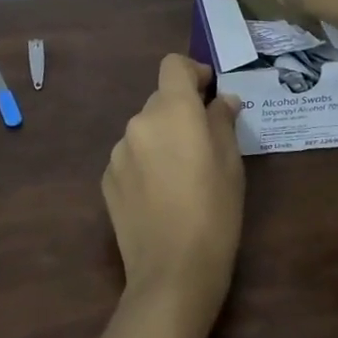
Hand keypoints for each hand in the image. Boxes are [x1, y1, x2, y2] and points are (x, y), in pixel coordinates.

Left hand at [102, 56, 244, 333]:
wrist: (172, 272)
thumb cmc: (214, 213)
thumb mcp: (231, 164)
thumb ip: (222, 122)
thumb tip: (221, 100)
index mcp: (172, 110)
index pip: (172, 65)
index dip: (192, 72)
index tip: (209, 92)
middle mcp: (139, 121)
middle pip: (160, 100)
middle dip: (181, 112)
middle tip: (204, 142)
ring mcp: (118, 151)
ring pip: (145, 130)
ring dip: (162, 139)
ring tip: (181, 175)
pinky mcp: (107, 178)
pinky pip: (130, 157)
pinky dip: (145, 163)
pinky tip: (160, 195)